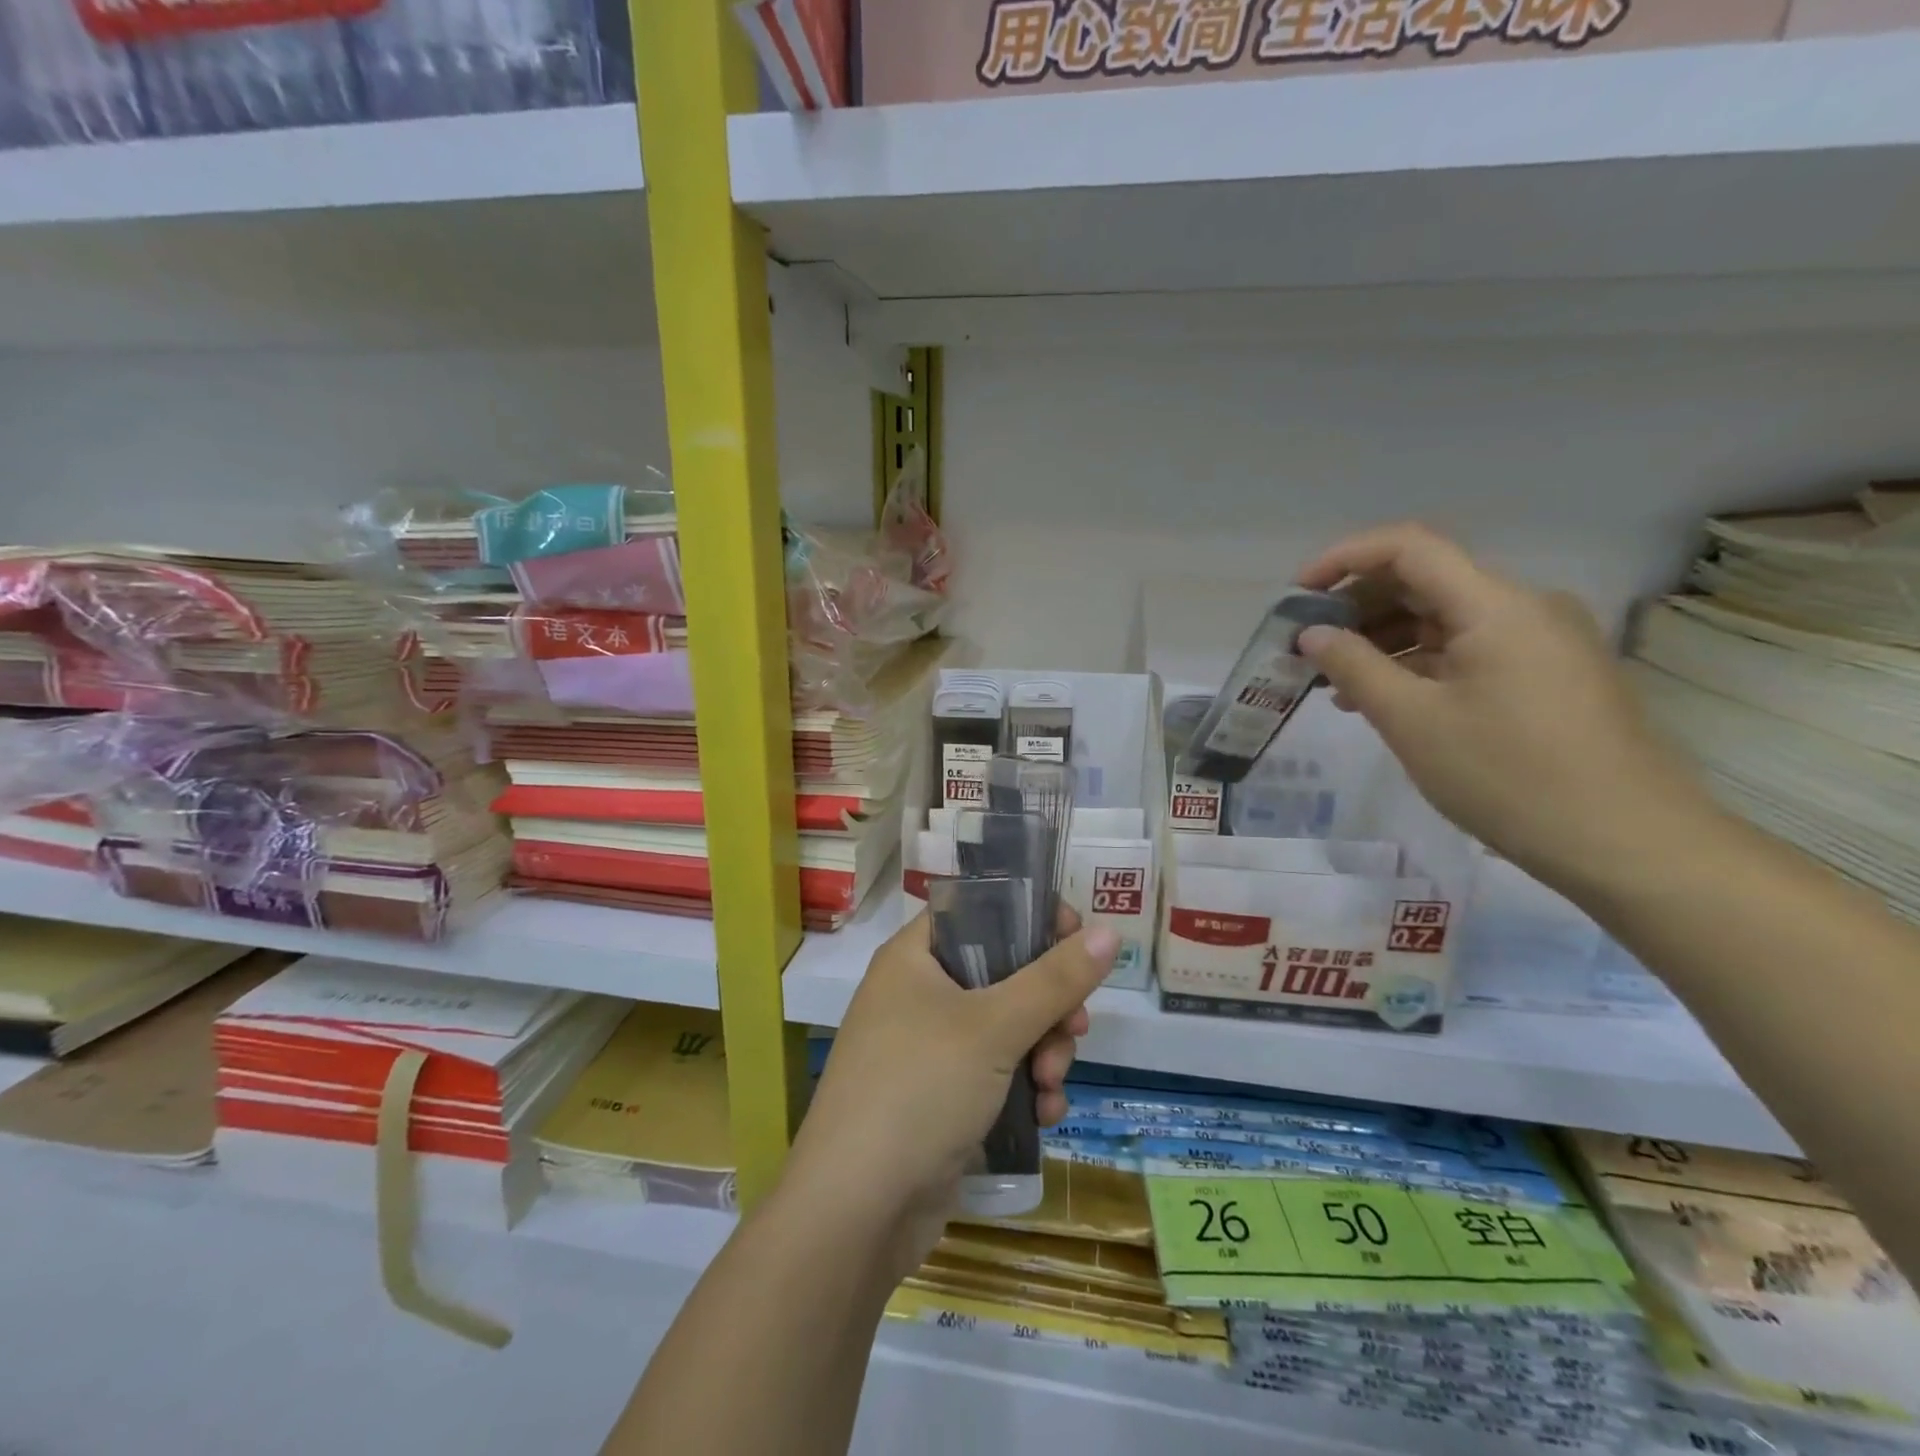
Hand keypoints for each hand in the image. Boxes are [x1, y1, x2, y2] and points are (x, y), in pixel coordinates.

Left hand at [778, 912, 1117, 1280]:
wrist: (856, 1212)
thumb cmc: (920, 1090)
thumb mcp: (995, 1026)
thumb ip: (1055, 979)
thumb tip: (1109, 931)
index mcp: (914, 957)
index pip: (979, 911)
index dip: (1030, 918)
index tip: (1076, 940)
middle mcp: (917, 994)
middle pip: (1002, 974)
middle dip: (1048, 1005)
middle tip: (1074, 1029)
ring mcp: (927, 1049)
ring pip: (1006, 1028)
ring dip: (1043, 1053)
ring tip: (1051, 1084)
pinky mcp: (940, 1098)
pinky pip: (995, 1074)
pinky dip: (1024, 1089)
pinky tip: (1045, 1116)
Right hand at [1294, 523, 1710, 897]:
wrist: (1626, 843)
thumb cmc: (1508, 776)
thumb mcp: (1412, 721)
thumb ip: (1354, 667)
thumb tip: (1312, 634)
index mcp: (1496, 606)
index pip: (1409, 548)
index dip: (1344, 558)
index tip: (1297, 594)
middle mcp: (1525, 608)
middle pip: (1426, 580)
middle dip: (1358, 605)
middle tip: (1307, 644)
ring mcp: (1542, 642)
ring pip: (1446, 619)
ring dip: (1385, 639)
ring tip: (1336, 682)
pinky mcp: (1548, 675)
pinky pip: (1470, 650)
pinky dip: (1420, 663)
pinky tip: (1385, 699)